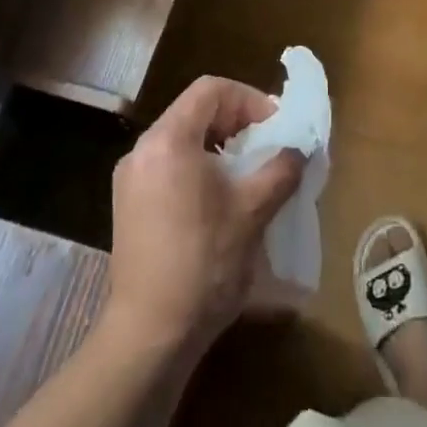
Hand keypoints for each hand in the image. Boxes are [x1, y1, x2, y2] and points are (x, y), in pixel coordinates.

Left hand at [106, 76, 304, 359]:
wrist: (150, 335)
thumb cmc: (204, 263)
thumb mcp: (254, 210)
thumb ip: (281, 168)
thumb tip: (299, 149)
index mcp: (168, 140)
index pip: (211, 90)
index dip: (249, 99)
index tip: (275, 126)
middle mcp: (143, 150)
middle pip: (195, 111)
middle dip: (236, 122)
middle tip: (267, 146)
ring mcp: (130, 179)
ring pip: (182, 139)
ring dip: (219, 145)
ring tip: (249, 173)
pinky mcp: (128, 206)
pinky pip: (169, 165)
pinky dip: (198, 166)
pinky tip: (220, 199)